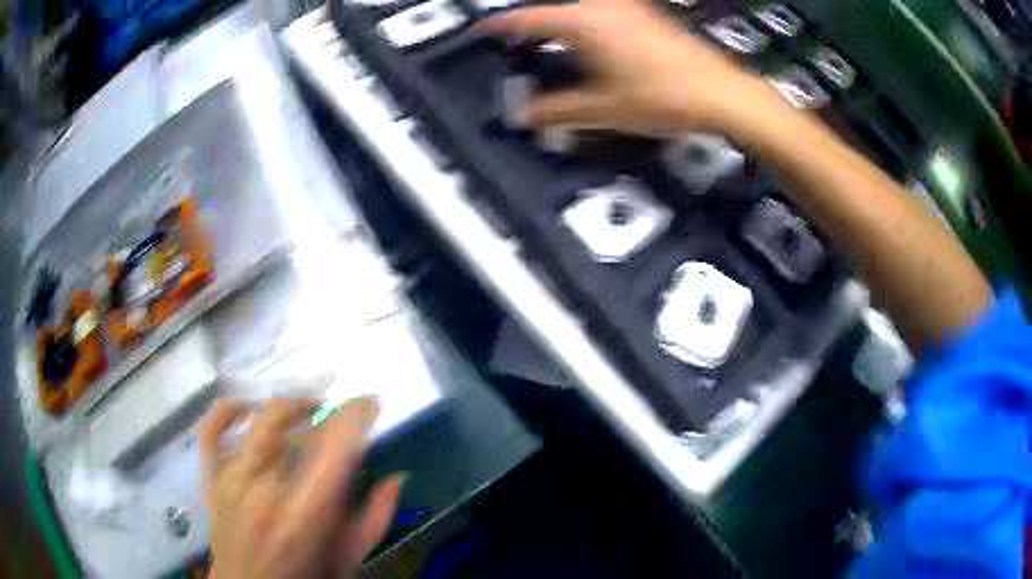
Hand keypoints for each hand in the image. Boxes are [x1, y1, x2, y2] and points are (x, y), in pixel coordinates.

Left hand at [200, 397, 403, 578]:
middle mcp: (263, 490)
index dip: (356, 414)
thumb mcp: (349, 560)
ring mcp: (231, 481)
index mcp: (304, 515)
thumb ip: (375, 520)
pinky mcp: (212, 480)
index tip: (371, 404)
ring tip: (306, 412)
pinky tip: (247, 410)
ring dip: (287, 407)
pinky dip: (227, 411)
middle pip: (289, 420)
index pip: (333, 446)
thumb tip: (395, 477)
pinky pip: (211, 431)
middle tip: (341, 415)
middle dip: (321, 406)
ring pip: (257, 420)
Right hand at [482, 0, 785, 139]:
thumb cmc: (665, 97)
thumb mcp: (602, 110)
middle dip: (532, 26)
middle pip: (554, 9)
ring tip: (551, 45)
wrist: (722, 94)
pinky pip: (603, 12)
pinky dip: (587, 25)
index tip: (485, 30)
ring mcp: (629, 8)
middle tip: (518, 44)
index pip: (528, 19)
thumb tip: (525, 116)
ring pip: (580, 9)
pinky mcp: (647, 16)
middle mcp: (604, 7)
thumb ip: (556, 111)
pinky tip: (593, 46)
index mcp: (584, 22)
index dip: (501, 26)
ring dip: (561, 24)